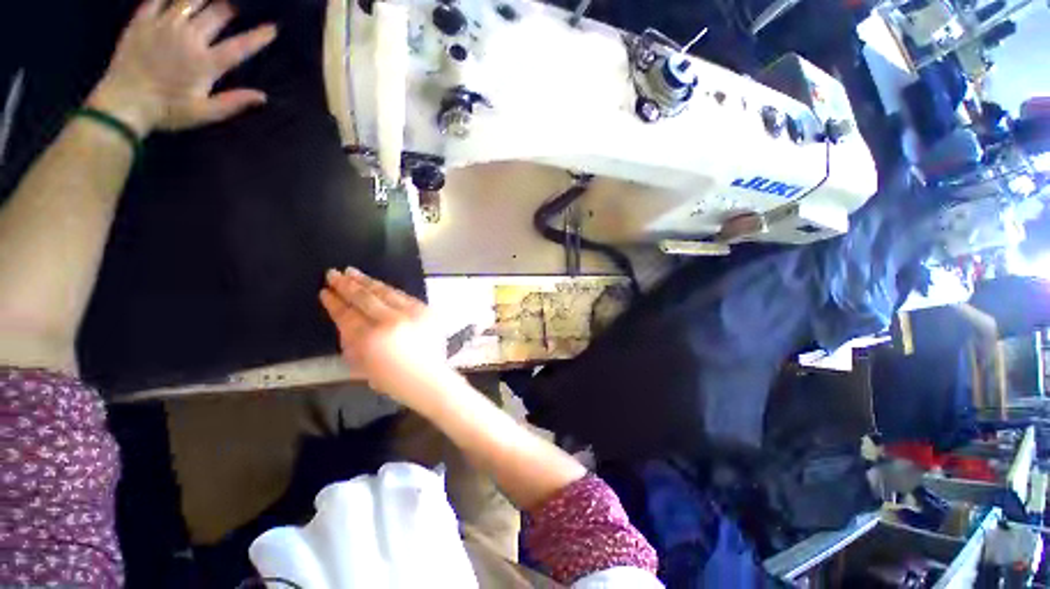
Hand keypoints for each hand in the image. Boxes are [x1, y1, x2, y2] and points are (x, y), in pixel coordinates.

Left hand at [87, 0, 277, 135]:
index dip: (259, 36)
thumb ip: (233, 103)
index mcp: (206, 62)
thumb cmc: (167, 111)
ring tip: (210, 0)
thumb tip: (263, 97)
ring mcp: (164, 26)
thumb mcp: (204, 113)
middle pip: (217, 13)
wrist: (123, 103)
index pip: (240, 46)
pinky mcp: (142, 20)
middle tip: (232, 9)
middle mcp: (189, 38)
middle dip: (229, 9)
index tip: (272, 28)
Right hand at [320, 269, 453, 405]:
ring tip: (352, 272)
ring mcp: (411, 313)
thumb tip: (345, 320)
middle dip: (346, 285)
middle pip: (364, 298)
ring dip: (366, 281)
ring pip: (385, 292)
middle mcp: (391, 321)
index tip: (325, 292)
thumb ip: (351, 341)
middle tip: (333, 274)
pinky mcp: (425, 310)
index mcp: (371, 339)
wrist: (428, 377)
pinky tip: (377, 284)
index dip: (334, 303)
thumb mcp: (361, 365)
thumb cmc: (392, 379)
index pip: (347, 315)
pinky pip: (402, 295)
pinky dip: (387, 289)